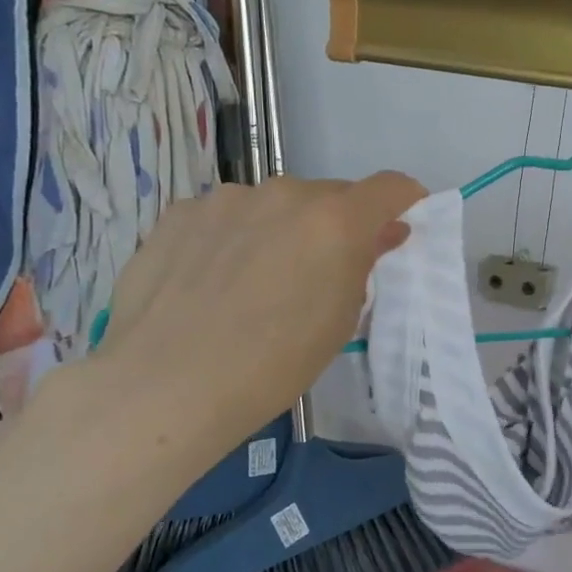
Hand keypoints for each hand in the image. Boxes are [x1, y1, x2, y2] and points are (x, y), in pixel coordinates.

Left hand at [84, 172, 424, 475]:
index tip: (400, 223)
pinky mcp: (180, 213)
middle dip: (335, 225)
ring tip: (254, 280)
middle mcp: (285, 193)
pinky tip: (210, 281)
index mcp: (335, 220)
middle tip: (319, 272)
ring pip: (273, 204)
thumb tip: (380, 233)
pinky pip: (225, 216)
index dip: (404, 200)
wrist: (166, 384)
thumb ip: (363, 264)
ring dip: (280, 228)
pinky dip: (232, 237)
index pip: (390, 187)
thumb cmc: (274, 364)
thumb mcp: (339, 320)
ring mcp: (226, 198)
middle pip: (329, 196)